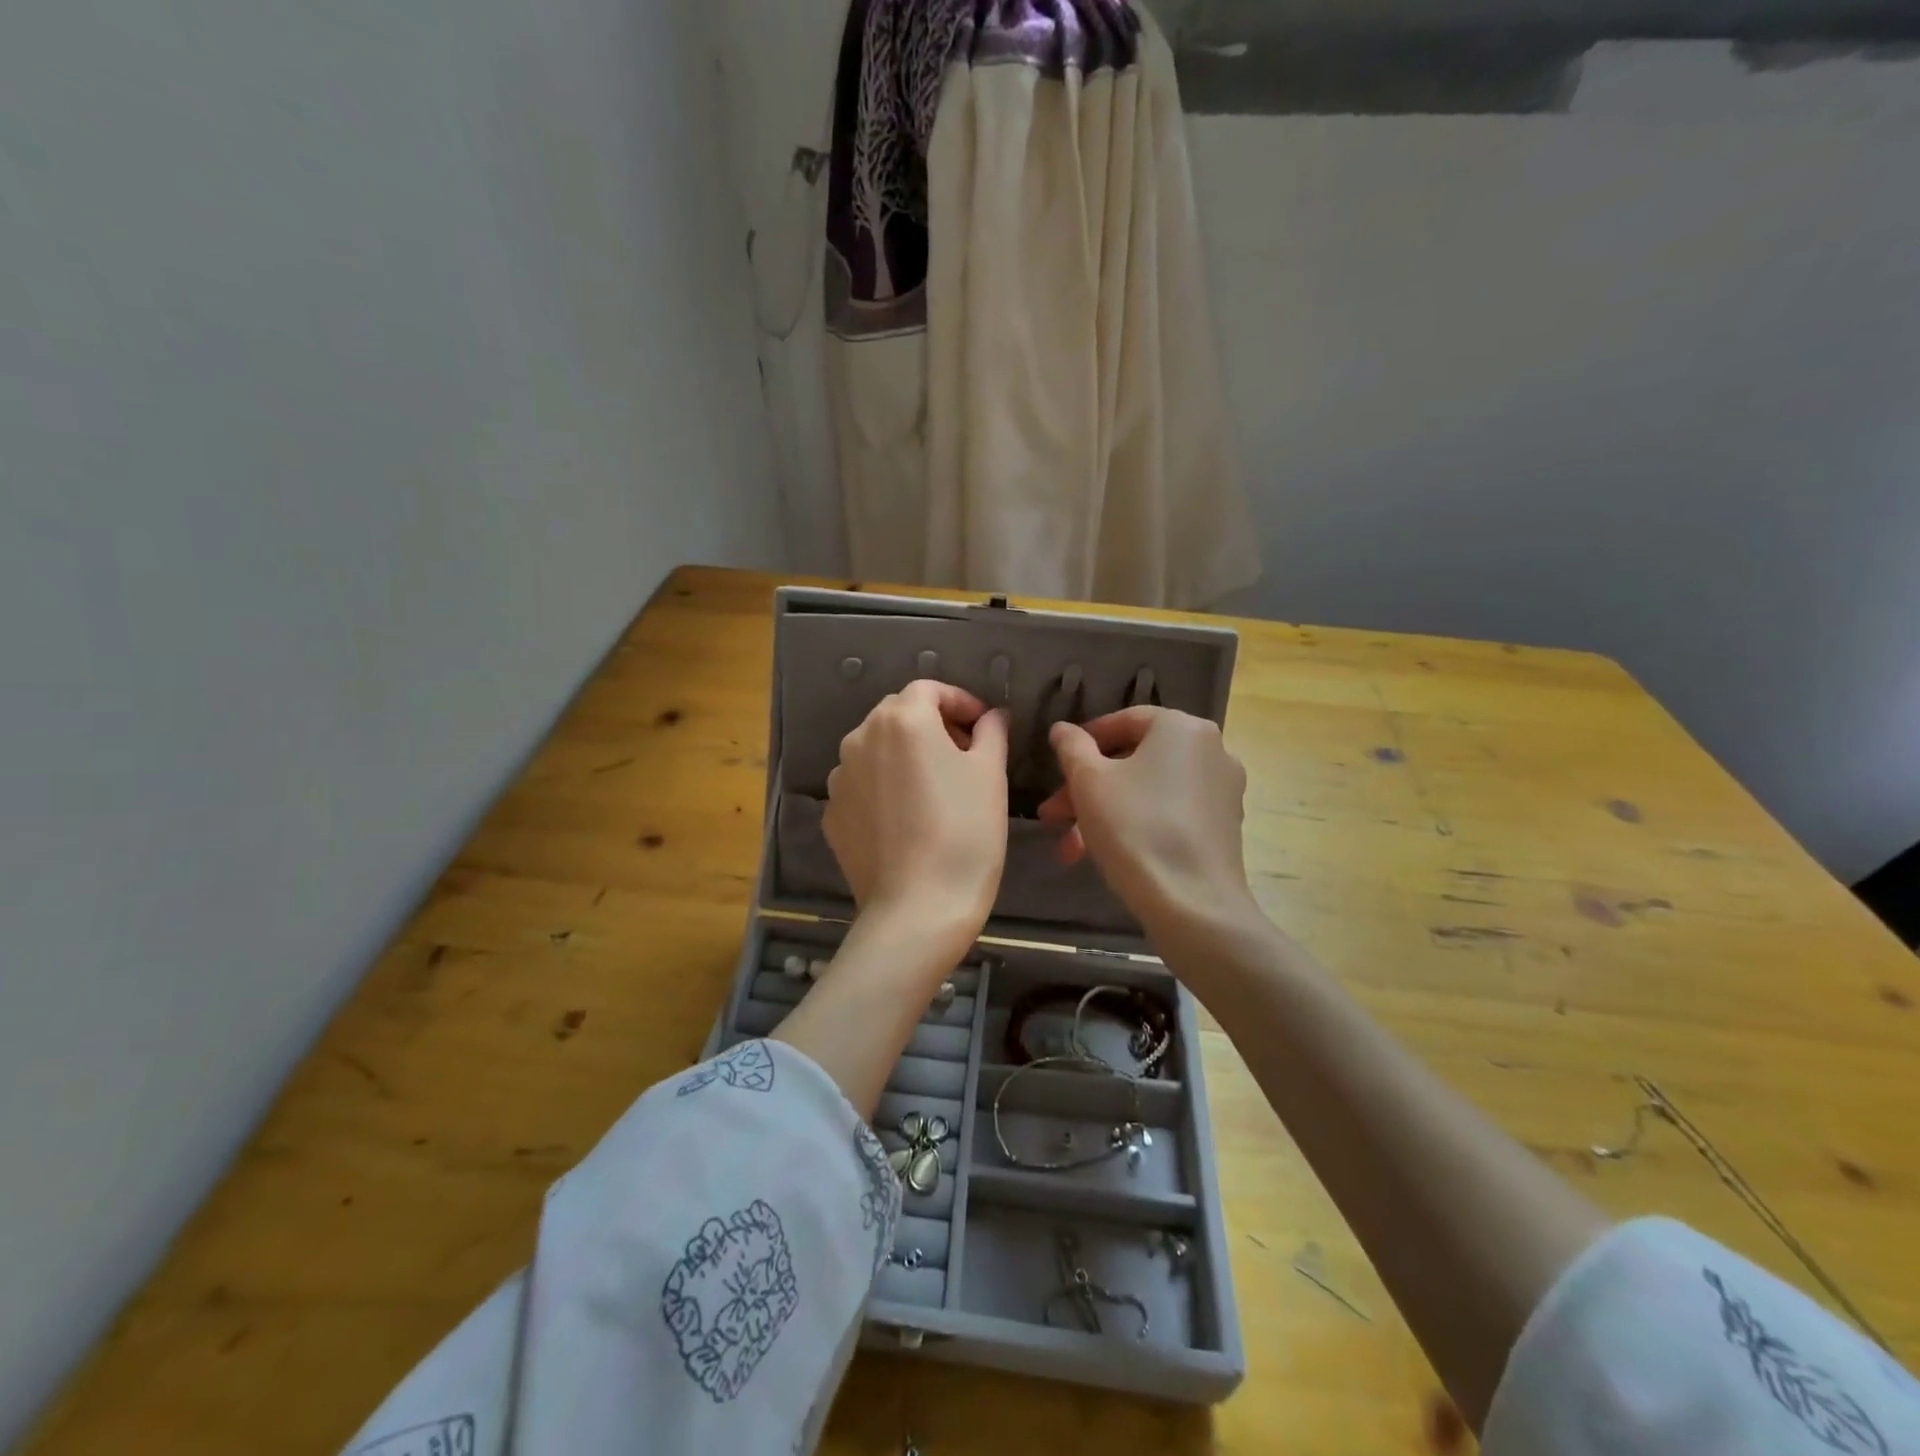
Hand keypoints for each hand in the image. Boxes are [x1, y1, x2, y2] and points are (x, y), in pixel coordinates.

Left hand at [824, 681, 1009, 952]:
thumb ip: (991, 732)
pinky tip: (906, 818)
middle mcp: (861, 737)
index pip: (929, 689)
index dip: (960, 701)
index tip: (983, 727)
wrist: (917, 908)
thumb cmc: (965, 832)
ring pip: (876, 748)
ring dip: (904, 755)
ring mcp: (839, 777)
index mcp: (902, 719)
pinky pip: (862, 785)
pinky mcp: (831, 813)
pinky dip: (884, 787)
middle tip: (964, 755)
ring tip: (933, 789)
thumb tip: (992, 716)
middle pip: (898, 714)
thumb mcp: (990, 775)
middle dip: (932, 725)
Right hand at [1039, 707, 1253, 937]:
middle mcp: (1211, 750)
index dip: (1084, 740)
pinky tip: (1105, 854)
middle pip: (1135, 759)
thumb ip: (1072, 747)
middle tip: (1054, 814)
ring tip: (1069, 847)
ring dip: (1104, 811)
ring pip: (1149, 790)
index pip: (1125, 720)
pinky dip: (1136, 824)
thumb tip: (1063, 729)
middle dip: (1087, 787)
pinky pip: (1170, 812)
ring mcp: (1222, 789)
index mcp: (1182, 727)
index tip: (1057, 765)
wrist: (1192, 903)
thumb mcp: (1089, 782)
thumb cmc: (1134, 828)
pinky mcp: (1224, 826)